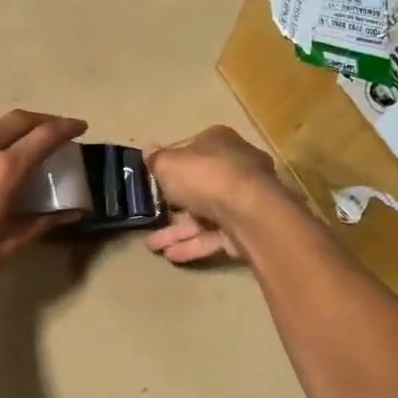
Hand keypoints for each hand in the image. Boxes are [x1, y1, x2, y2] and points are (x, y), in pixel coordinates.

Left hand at [0, 111, 87, 300]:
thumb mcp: (3, 248)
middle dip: (39, 121)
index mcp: (2, 169)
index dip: (66, 128)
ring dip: (4, 129)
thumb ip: (40, 224)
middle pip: (16, 119)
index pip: (44, 136)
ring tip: (9, 144)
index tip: (79, 127)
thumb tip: (73, 213)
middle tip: (51, 130)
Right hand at [144, 127, 283, 264]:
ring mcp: (243, 199)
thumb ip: (156, 160)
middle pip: (198, 186)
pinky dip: (193, 245)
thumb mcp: (168, 164)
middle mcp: (235, 167)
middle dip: (172, 207)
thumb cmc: (205, 177)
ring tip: (153, 246)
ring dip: (177, 232)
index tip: (152, 183)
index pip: (190, 151)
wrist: (248, 211)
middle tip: (150, 219)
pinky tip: (171, 255)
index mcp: (219, 142)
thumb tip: (148, 150)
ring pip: (204, 215)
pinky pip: (214, 235)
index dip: (169, 167)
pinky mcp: (247, 227)